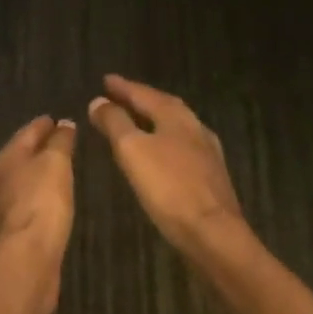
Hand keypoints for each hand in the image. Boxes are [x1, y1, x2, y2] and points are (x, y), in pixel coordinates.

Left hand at [0, 116, 77, 313]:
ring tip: (58, 174)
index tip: (57, 119)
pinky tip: (50, 206)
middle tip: (59, 144)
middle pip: (20, 157)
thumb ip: (60, 141)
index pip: (27, 132)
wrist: (27, 259)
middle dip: (38, 150)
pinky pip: (25, 207)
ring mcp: (0, 210)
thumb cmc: (42, 201)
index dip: (43, 125)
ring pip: (21, 183)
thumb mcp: (56, 162)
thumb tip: (64, 123)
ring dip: (37, 177)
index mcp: (6, 158)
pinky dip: (37, 201)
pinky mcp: (9, 235)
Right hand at [89, 76, 247, 253]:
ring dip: (153, 120)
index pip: (144, 94)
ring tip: (136, 121)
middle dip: (140, 100)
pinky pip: (182, 147)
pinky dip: (165, 141)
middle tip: (120, 96)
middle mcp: (194, 126)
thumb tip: (98, 101)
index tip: (105, 79)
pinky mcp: (212, 176)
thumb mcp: (132, 150)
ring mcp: (207, 151)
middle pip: (163, 106)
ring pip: (175, 126)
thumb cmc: (169, 187)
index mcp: (175, 115)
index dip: (123, 87)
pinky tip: (161, 153)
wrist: (214, 233)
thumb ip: (115, 123)